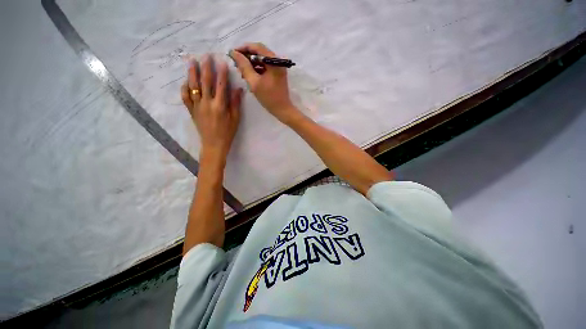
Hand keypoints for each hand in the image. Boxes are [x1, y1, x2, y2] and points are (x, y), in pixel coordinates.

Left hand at [181, 55, 242, 163]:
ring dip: (192, 73)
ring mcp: (197, 106)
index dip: (221, 73)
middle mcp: (207, 103)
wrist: (214, 144)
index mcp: (220, 106)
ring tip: (191, 62)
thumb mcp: (235, 119)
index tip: (221, 61)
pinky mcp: (192, 111)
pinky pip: (185, 97)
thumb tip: (238, 89)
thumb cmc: (228, 132)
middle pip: (205, 82)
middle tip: (205, 55)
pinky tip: (185, 82)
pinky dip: (184, 88)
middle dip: (206, 68)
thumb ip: (235, 103)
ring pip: (193, 87)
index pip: (220, 85)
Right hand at [229, 43, 299, 123]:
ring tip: (241, 71)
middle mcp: (278, 61)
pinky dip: (256, 69)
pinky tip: (249, 75)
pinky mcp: (277, 74)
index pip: (257, 47)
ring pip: (261, 60)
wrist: (282, 110)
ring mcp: (278, 68)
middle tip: (236, 63)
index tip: (232, 53)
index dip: (243, 48)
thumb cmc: (269, 98)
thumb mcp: (254, 82)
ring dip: (251, 63)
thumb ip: (244, 66)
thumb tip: (234, 53)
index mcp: (274, 61)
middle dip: (246, 56)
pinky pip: (265, 67)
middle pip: (259, 52)